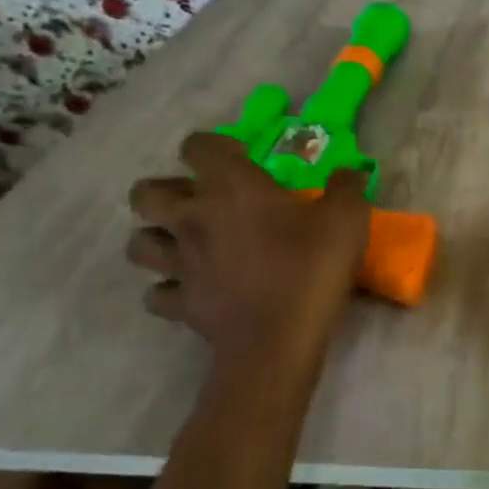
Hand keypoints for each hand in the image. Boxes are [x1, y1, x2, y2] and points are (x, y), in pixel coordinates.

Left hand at [127, 133, 369, 368]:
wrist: (278, 341)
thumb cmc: (310, 268)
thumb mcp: (347, 219)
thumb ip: (347, 187)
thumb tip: (349, 171)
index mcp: (230, 187)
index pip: (198, 146)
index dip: (213, 147)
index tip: (240, 159)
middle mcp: (192, 218)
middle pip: (146, 193)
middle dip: (166, 192)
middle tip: (200, 202)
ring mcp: (179, 263)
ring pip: (139, 243)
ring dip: (157, 239)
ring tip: (186, 243)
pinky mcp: (179, 303)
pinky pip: (156, 292)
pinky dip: (169, 288)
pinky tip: (192, 288)